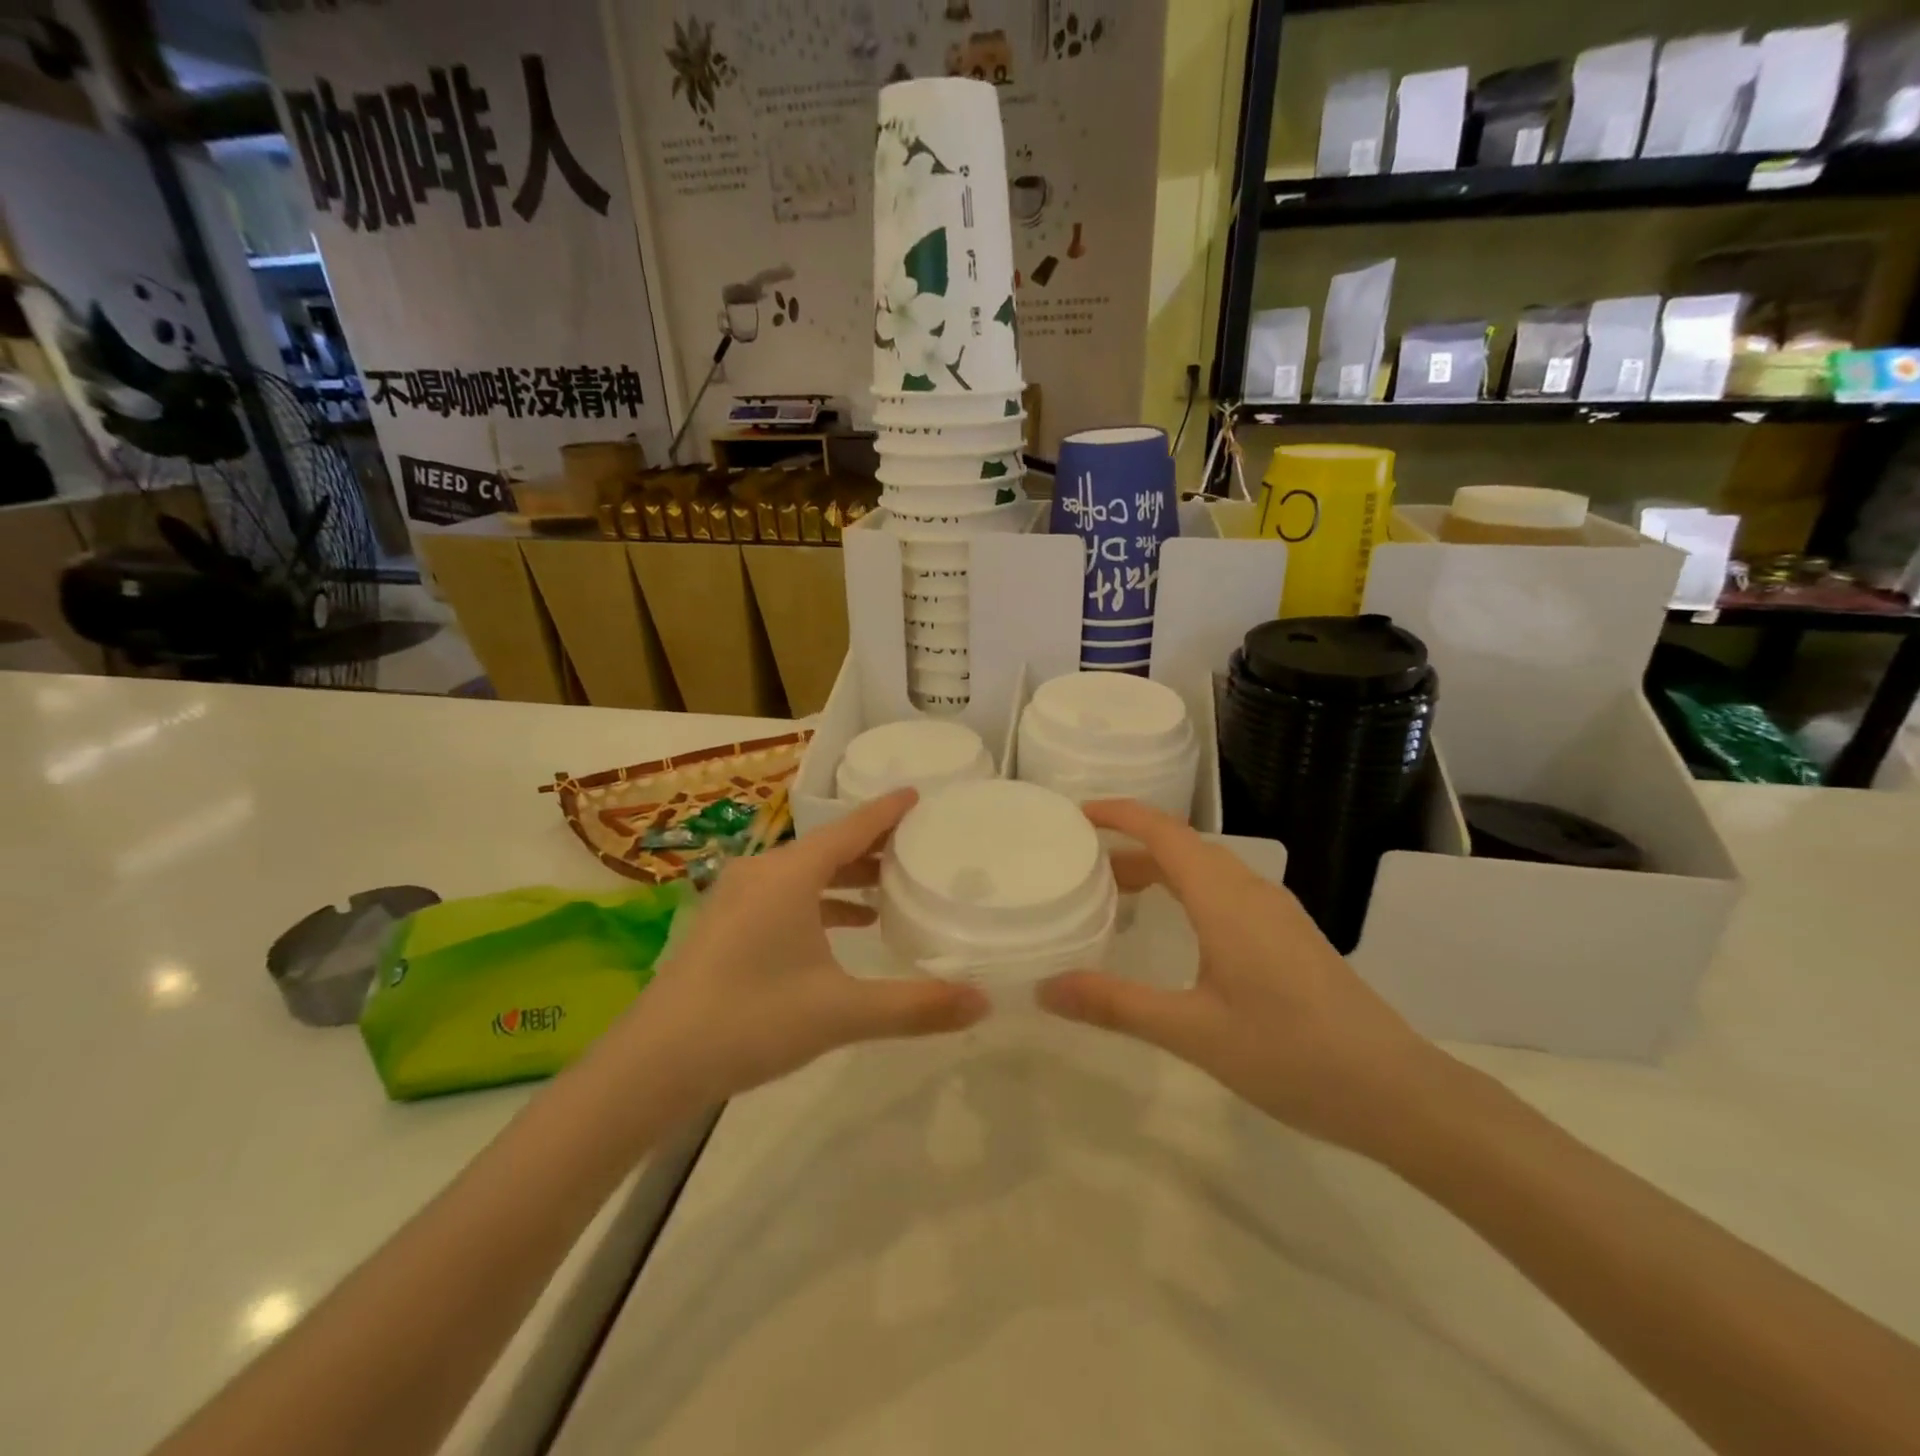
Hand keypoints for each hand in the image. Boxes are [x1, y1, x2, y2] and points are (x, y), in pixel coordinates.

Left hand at [627, 788, 988, 1105]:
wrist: (652, 1064)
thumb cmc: (751, 1020)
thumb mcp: (840, 1012)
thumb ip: (914, 1006)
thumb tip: (983, 1002)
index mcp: (790, 875)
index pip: (851, 828)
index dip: (888, 811)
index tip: (918, 794)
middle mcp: (763, 874)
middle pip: (829, 847)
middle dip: (873, 847)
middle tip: (917, 849)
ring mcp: (737, 898)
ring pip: (805, 874)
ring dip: (845, 878)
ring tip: (887, 892)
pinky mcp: (725, 925)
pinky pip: (784, 896)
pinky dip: (819, 902)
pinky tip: (842, 930)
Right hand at [1039, 799, 1450, 1157]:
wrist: (1397, 1091)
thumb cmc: (1291, 1054)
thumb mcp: (1193, 1033)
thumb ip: (1116, 1005)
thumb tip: (1045, 988)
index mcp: (1225, 899)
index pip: (1164, 832)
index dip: (1120, 814)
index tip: (1077, 814)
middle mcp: (1251, 892)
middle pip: (1182, 847)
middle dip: (1130, 846)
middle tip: (1081, 865)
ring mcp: (1276, 913)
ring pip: (1207, 870)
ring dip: (1160, 870)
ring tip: (1117, 896)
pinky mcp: (1289, 937)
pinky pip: (1226, 893)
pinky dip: (1186, 893)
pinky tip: (1177, 932)